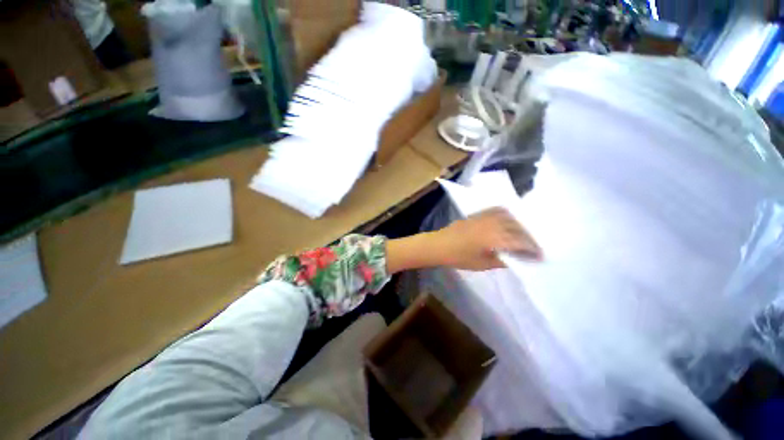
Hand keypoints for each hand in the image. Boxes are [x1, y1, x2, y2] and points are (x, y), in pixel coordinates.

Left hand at [429, 207, 542, 270]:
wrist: (440, 244)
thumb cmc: (459, 257)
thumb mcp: (482, 264)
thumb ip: (501, 261)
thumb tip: (516, 259)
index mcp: (495, 238)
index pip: (520, 242)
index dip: (532, 249)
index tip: (540, 257)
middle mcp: (493, 224)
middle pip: (518, 228)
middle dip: (529, 238)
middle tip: (534, 248)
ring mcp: (485, 216)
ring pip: (510, 217)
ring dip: (520, 226)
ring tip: (524, 236)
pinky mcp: (479, 213)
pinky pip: (498, 210)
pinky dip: (509, 215)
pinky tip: (510, 221)